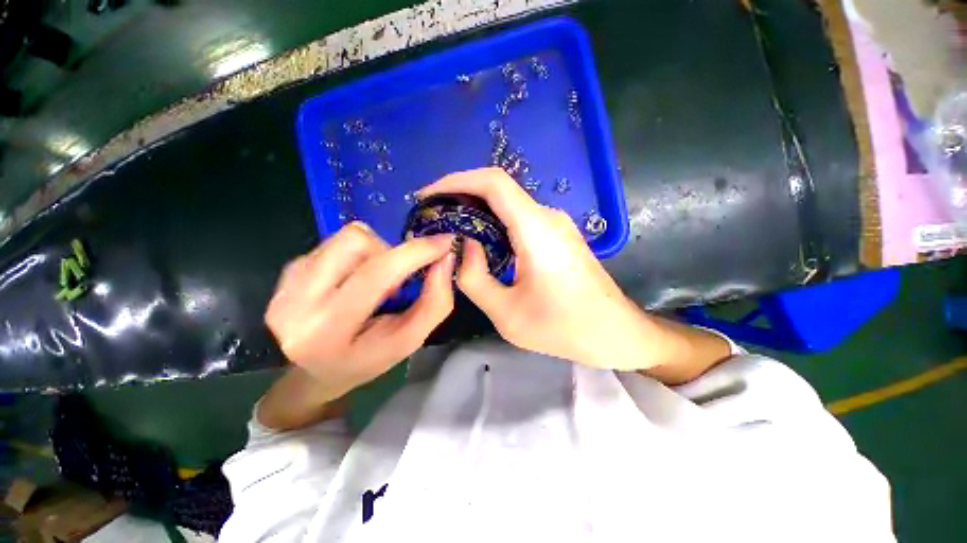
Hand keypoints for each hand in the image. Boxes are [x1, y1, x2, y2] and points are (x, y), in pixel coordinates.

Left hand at [265, 222, 455, 399]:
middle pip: (356, 242)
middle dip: (392, 252)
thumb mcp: (411, 340)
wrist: (319, 370)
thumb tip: (446, 258)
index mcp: (327, 330)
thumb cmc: (369, 359)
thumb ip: (435, 301)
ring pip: (346, 237)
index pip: (376, 275)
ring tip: (376, 281)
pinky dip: (358, 255)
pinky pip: (334, 243)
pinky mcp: (287, 271)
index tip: (445, 242)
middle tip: (399, 278)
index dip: (415, 252)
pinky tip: (355, 280)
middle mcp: (296, 302)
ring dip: (375, 252)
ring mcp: (286, 283)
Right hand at [420, 168, 651, 369]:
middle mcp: (547, 217)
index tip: (429, 195)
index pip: (493, 183)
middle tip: (434, 217)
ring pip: (508, 204)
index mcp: (536, 229)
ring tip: (450, 229)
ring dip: (477, 211)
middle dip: (461, 196)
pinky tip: (480, 241)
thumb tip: (464, 246)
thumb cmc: (564, 328)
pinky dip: (493, 223)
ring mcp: (555, 225)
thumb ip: (475, 278)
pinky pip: (519, 219)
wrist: (614, 332)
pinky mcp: (557, 235)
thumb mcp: (507, 313)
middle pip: (498, 190)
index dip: (456, 181)